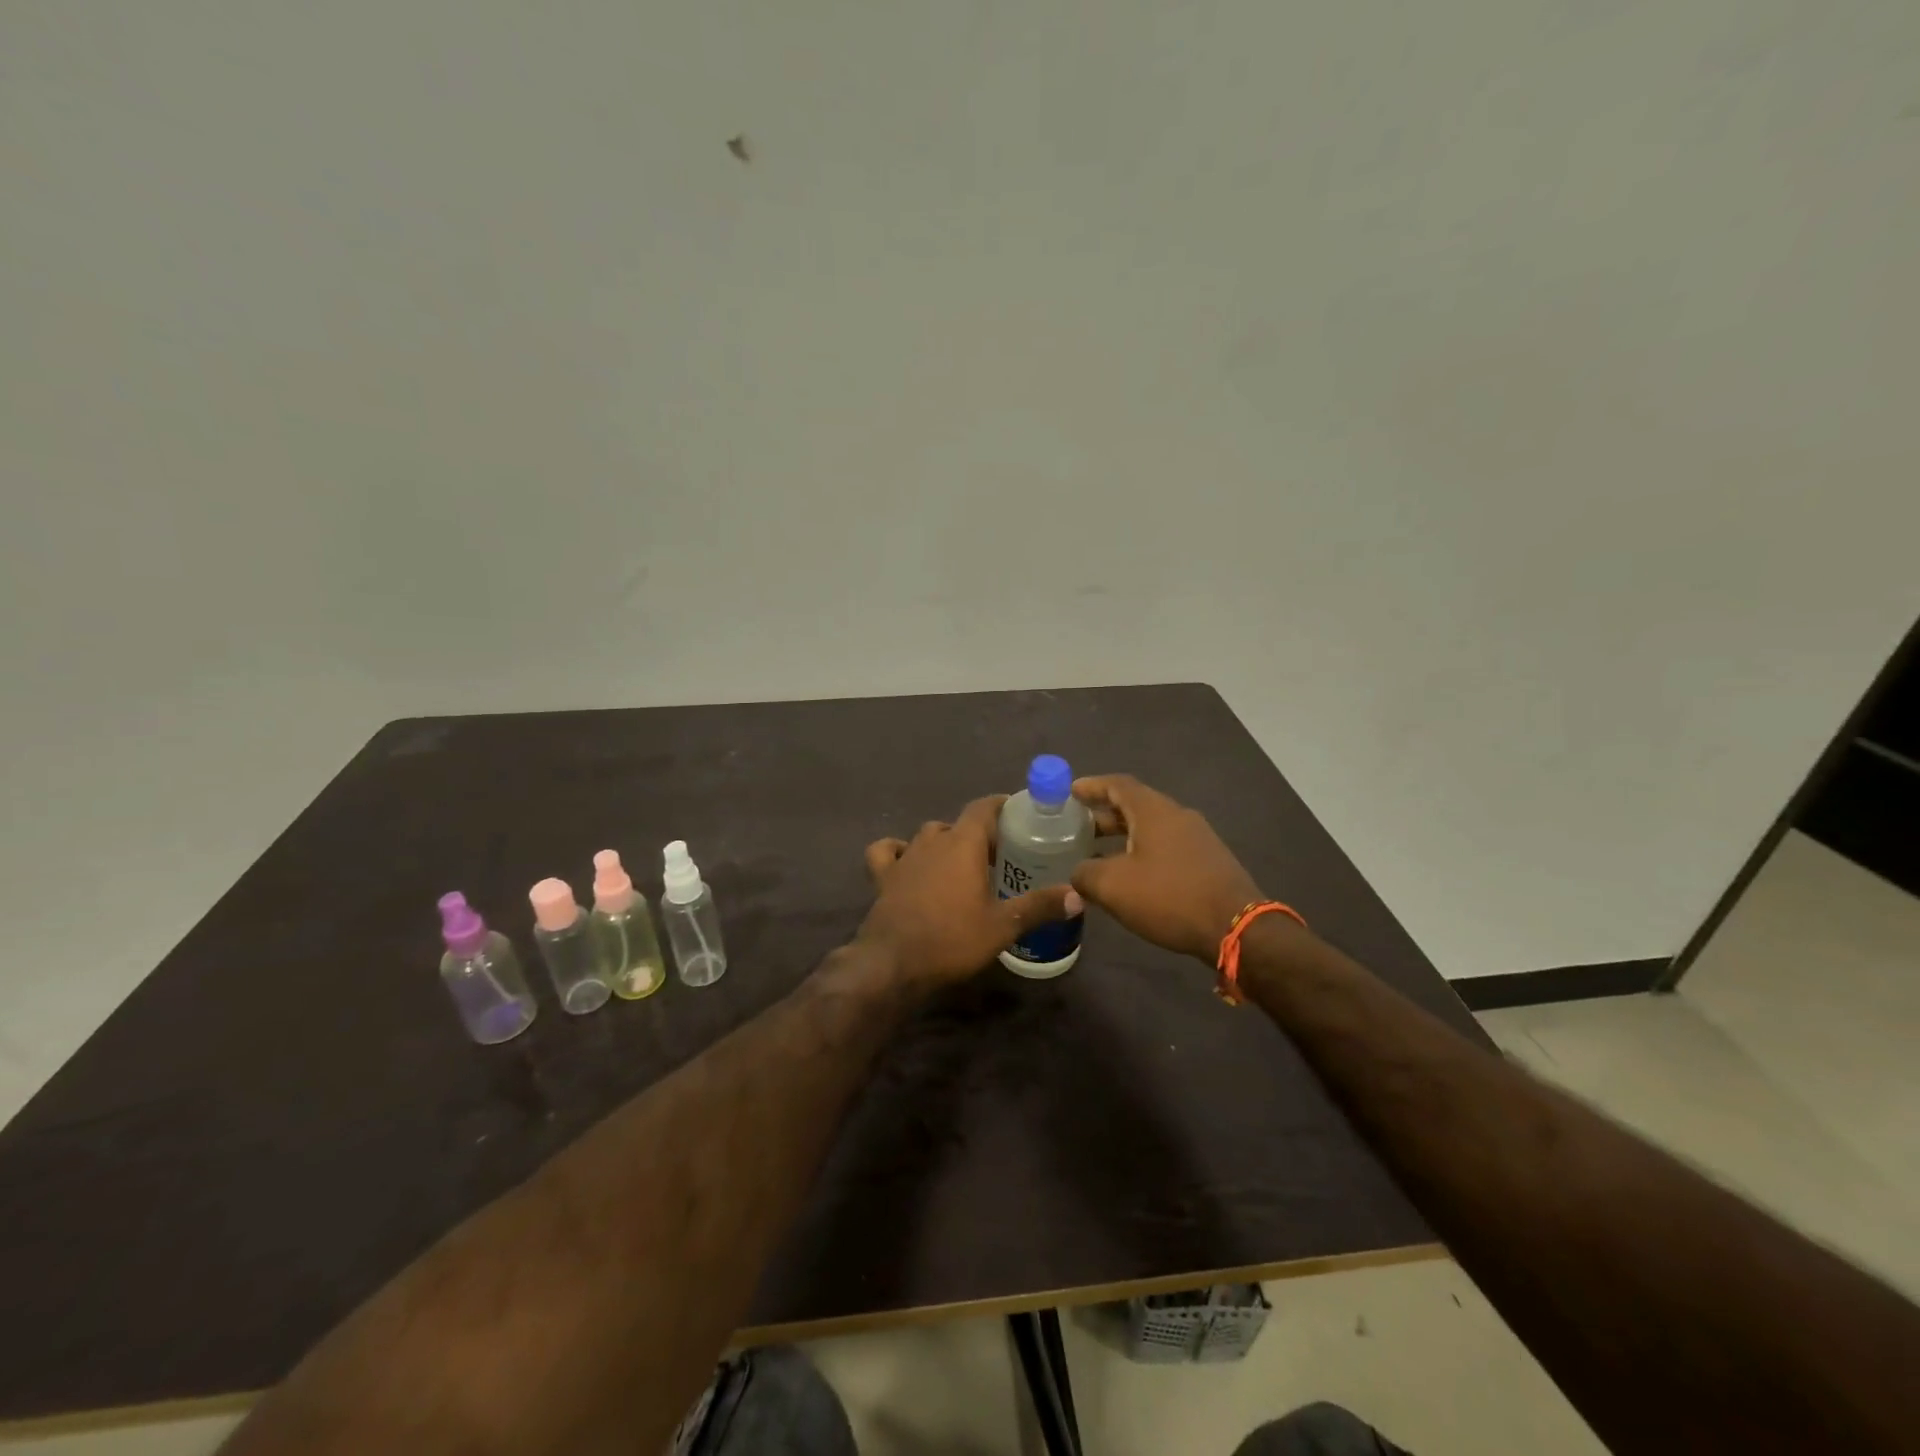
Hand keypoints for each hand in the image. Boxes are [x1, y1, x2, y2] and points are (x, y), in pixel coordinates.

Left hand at [859, 795, 1080, 985]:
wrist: (893, 963)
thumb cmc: (952, 939)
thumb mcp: (1003, 926)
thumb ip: (1040, 906)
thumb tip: (1078, 895)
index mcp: (962, 843)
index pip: (983, 807)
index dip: (1001, 805)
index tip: (1018, 813)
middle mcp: (932, 840)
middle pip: (958, 824)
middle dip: (978, 833)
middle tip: (998, 854)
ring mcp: (904, 856)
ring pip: (927, 835)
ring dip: (944, 842)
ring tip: (960, 863)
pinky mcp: (882, 876)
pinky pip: (887, 851)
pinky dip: (898, 851)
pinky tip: (907, 862)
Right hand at [1071, 774, 1263, 963]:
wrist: (1236, 927)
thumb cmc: (1169, 896)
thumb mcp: (1113, 886)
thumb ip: (1085, 874)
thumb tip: (1078, 873)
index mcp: (1153, 810)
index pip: (1118, 784)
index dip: (1092, 786)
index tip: (1070, 791)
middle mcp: (1177, 815)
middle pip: (1135, 805)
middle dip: (1104, 814)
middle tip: (1078, 827)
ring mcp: (1198, 838)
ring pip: (1152, 828)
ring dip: (1123, 836)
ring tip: (1099, 853)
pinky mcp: (1209, 861)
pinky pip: (1167, 846)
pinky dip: (1143, 852)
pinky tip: (1132, 876)